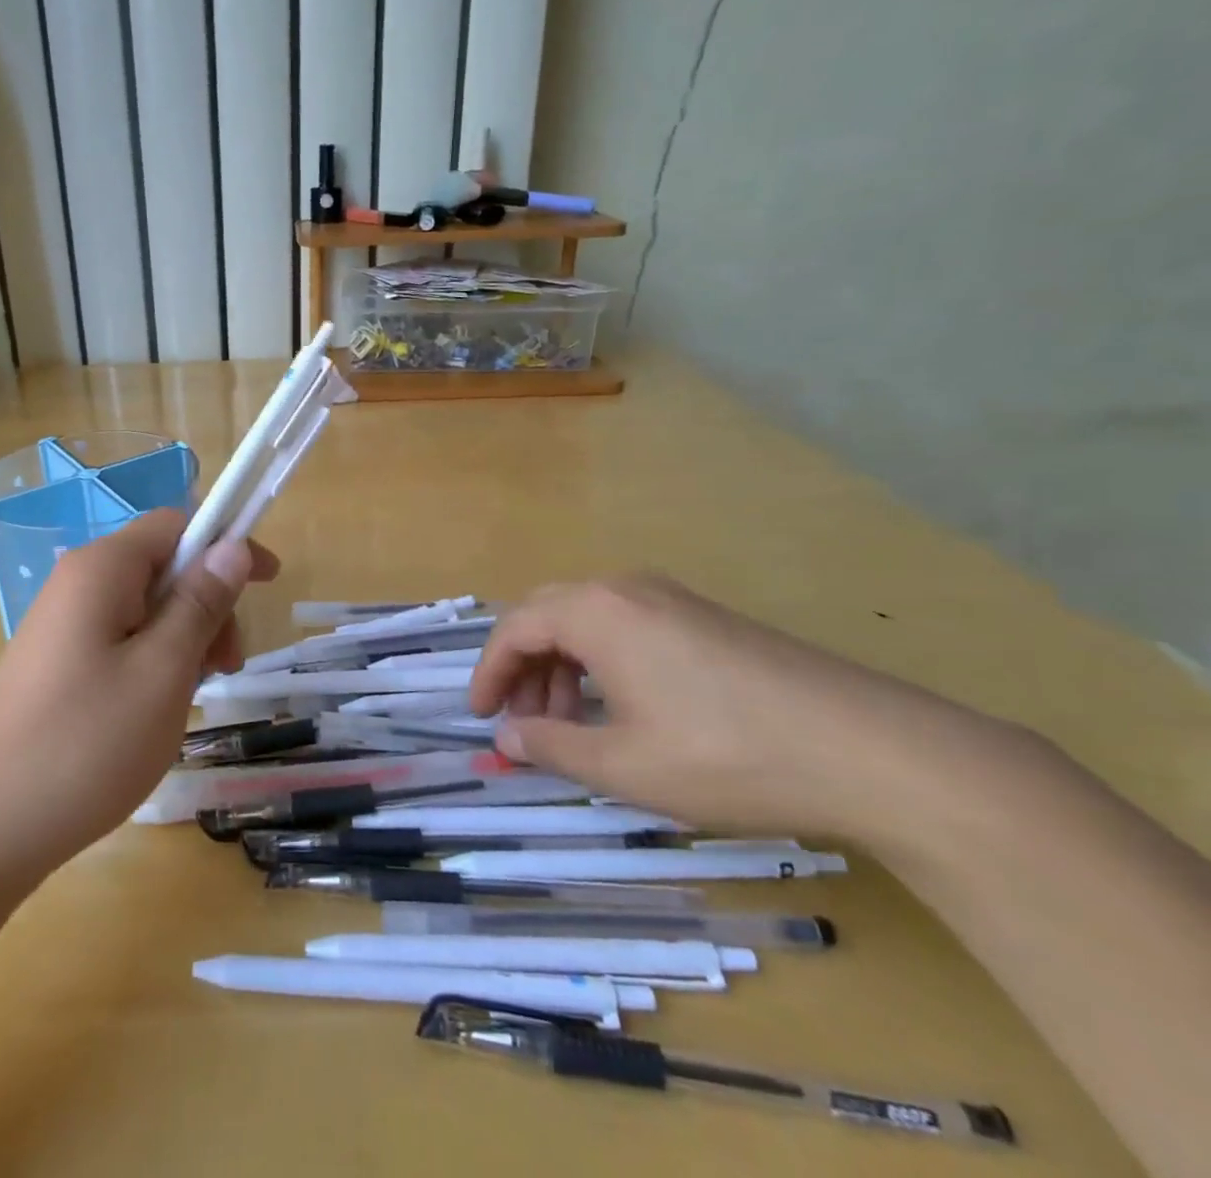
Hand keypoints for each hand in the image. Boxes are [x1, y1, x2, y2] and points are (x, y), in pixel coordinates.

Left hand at [0, 510, 278, 876]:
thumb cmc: (86, 743)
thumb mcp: (163, 670)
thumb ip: (201, 602)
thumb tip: (232, 546)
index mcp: (102, 569)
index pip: (177, 524)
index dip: (227, 544)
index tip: (268, 585)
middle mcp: (78, 583)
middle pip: (163, 567)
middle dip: (207, 605)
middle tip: (225, 668)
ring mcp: (62, 625)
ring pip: (146, 608)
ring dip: (185, 639)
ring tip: (191, 699)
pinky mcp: (56, 662)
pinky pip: (121, 640)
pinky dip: (154, 661)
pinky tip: (156, 710)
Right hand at [469, 574, 1003, 838]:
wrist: (875, 751)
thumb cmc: (728, 755)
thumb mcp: (625, 765)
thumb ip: (552, 746)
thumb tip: (506, 737)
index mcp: (597, 611)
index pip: (515, 628)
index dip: (489, 673)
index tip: (480, 717)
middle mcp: (627, 589)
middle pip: (548, 615)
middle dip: (525, 667)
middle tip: (523, 721)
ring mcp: (673, 599)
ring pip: (590, 621)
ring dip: (564, 666)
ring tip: (572, 722)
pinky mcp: (708, 619)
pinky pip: (628, 627)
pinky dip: (604, 662)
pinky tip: (625, 708)